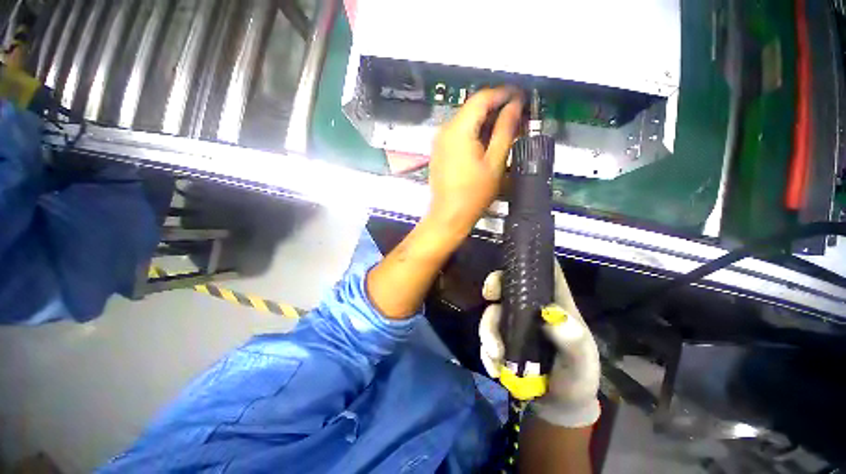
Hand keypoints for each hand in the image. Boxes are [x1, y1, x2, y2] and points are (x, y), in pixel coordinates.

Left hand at [427, 87, 522, 234]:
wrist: (449, 216)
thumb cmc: (474, 194)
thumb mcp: (495, 162)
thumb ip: (505, 131)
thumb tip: (515, 105)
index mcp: (458, 130)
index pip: (481, 98)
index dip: (503, 94)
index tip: (521, 97)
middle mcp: (445, 130)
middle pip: (472, 109)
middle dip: (496, 109)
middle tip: (518, 117)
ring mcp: (440, 141)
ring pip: (466, 121)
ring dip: (486, 122)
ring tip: (507, 131)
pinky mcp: (440, 152)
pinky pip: (459, 134)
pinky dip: (475, 133)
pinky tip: (488, 143)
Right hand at [479, 260, 601, 427]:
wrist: (559, 405)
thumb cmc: (577, 375)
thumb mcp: (581, 359)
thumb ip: (572, 339)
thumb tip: (552, 316)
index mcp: (553, 303)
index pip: (542, 272)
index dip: (527, 261)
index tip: (512, 266)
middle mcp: (529, 308)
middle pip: (507, 285)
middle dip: (494, 286)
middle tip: (489, 297)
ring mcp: (512, 323)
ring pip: (491, 312)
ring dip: (488, 332)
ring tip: (496, 357)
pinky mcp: (501, 339)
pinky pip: (486, 337)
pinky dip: (487, 352)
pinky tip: (495, 369)